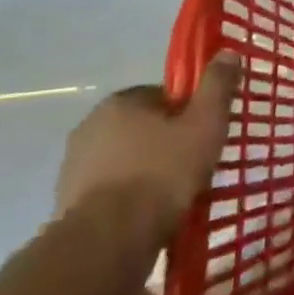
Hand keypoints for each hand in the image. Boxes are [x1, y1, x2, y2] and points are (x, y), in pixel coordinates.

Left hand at [54, 53, 241, 240]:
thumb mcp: (205, 124)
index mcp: (121, 101)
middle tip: (193, 167)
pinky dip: (127, 200)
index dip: (187, 114)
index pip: (162, 96)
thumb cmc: (162, 173)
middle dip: (165, 144)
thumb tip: (227, 52)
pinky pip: (109, 192)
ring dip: (145, 173)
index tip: (203, 136)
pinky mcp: (66, 204)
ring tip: (173, 198)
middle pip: (142, 129)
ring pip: (124, 161)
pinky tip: (148, 219)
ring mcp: (73, 167)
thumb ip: (217, 86)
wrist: (107, 242)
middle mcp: (90, 126)